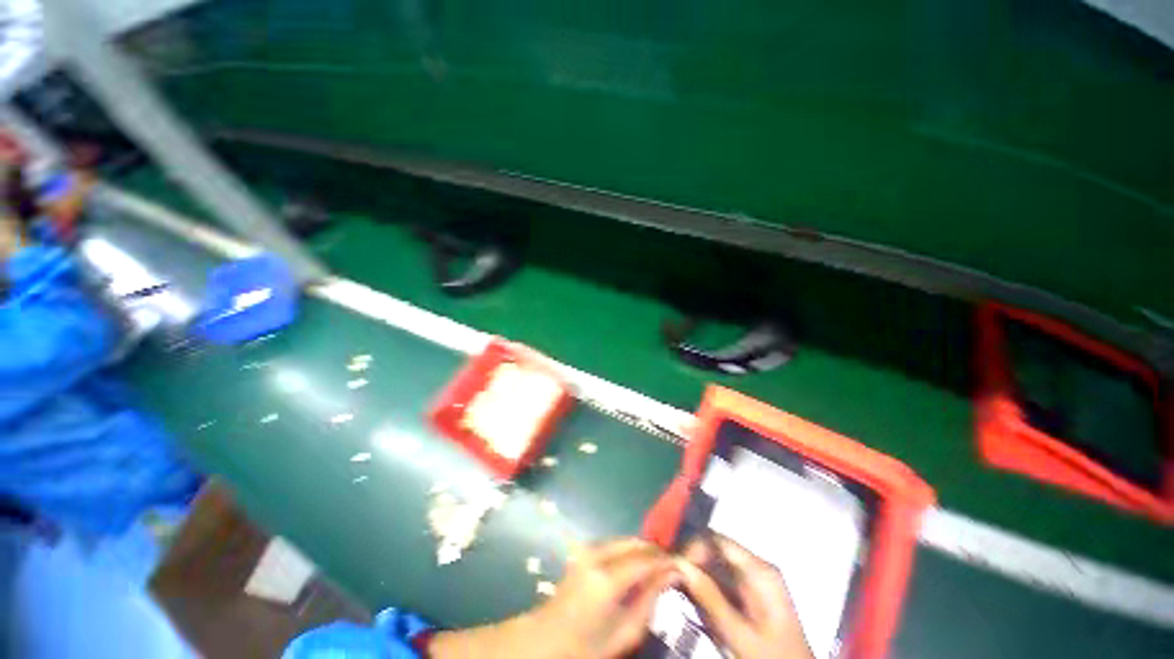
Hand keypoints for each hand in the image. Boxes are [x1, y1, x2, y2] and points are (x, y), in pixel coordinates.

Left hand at [429, 538, 677, 658]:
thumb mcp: (626, 630)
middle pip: (636, 542)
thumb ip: (650, 597)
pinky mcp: (584, 548)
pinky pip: (615, 543)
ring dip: (643, 550)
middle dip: (656, 551)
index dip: (667, 559)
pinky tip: (637, 566)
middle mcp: (597, 554)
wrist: (548, 638)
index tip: (684, 565)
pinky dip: (630, 550)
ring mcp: (588, 548)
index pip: (646, 558)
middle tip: (672, 566)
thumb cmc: (588, 645)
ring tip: (657, 568)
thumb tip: (673, 572)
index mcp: (607, 578)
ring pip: (626, 539)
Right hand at [678, 534, 813, 658]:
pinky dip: (704, 590)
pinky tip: (694, 604)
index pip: (717, 540)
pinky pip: (719, 582)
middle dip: (692, 563)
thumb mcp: (740, 634)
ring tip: (679, 593)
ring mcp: (752, 582)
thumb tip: (680, 565)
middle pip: (714, 550)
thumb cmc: (772, 657)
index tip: (673, 565)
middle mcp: (756, 568)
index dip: (692, 547)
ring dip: (695, 578)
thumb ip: (711, 599)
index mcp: (760, 570)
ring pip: (714, 566)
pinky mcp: (748, 596)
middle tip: (671, 580)